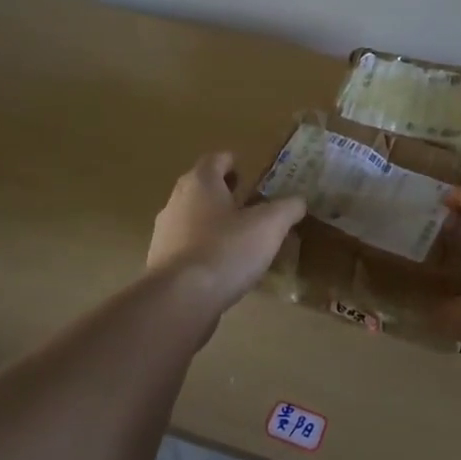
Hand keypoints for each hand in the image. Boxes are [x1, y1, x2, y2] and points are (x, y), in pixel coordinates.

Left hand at [147, 152, 304, 310]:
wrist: (180, 300)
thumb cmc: (226, 250)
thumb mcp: (269, 226)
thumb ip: (287, 208)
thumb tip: (299, 201)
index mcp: (200, 183)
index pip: (215, 159)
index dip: (232, 162)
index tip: (248, 173)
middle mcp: (176, 201)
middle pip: (200, 188)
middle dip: (223, 193)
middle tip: (249, 204)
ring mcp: (164, 233)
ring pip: (191, 218)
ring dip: (212, 223)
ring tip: (239, 238)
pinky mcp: (161, 263)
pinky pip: (186, 247)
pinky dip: (203, 250)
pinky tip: (223, 268)